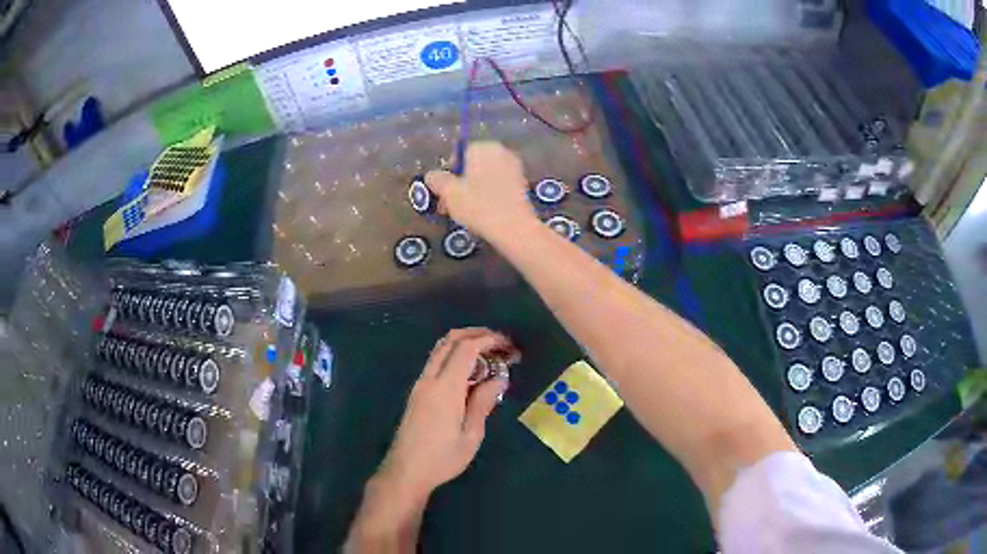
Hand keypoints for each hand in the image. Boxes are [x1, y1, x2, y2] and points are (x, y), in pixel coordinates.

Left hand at [377, 328, 515, 498]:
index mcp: (445, 388)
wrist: (406, 471)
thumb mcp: (471, 434)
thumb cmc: (442, 458)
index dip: (488, 340)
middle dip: (476, 334)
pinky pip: (436, 363)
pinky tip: (471, 373)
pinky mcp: (417, 393)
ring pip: (440, 349)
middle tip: (500, 343)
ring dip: (464, 344)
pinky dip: (455, 357)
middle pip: (449, 340)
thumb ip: (483, 403)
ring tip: (489, 356)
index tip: (508, 345)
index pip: (466, 349)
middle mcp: (429, 379)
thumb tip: (498, 378)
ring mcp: (420, 384)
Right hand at [425, 142, 537, 240]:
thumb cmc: (479, 206)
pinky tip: (483, 214)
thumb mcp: (449, 193)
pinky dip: (488, 196)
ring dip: (473, 191)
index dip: (448, 175)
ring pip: (485, 177)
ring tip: (464, 213)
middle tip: (450, 206)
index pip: (458, 155)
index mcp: (483, 147)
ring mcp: (514, 167)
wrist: (516, 229)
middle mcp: (501, 151)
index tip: (444, 195)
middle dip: (460, 184)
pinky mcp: (522, 184)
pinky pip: (498, 186)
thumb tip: (431, 175)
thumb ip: (437, 180)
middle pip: (472, 166)